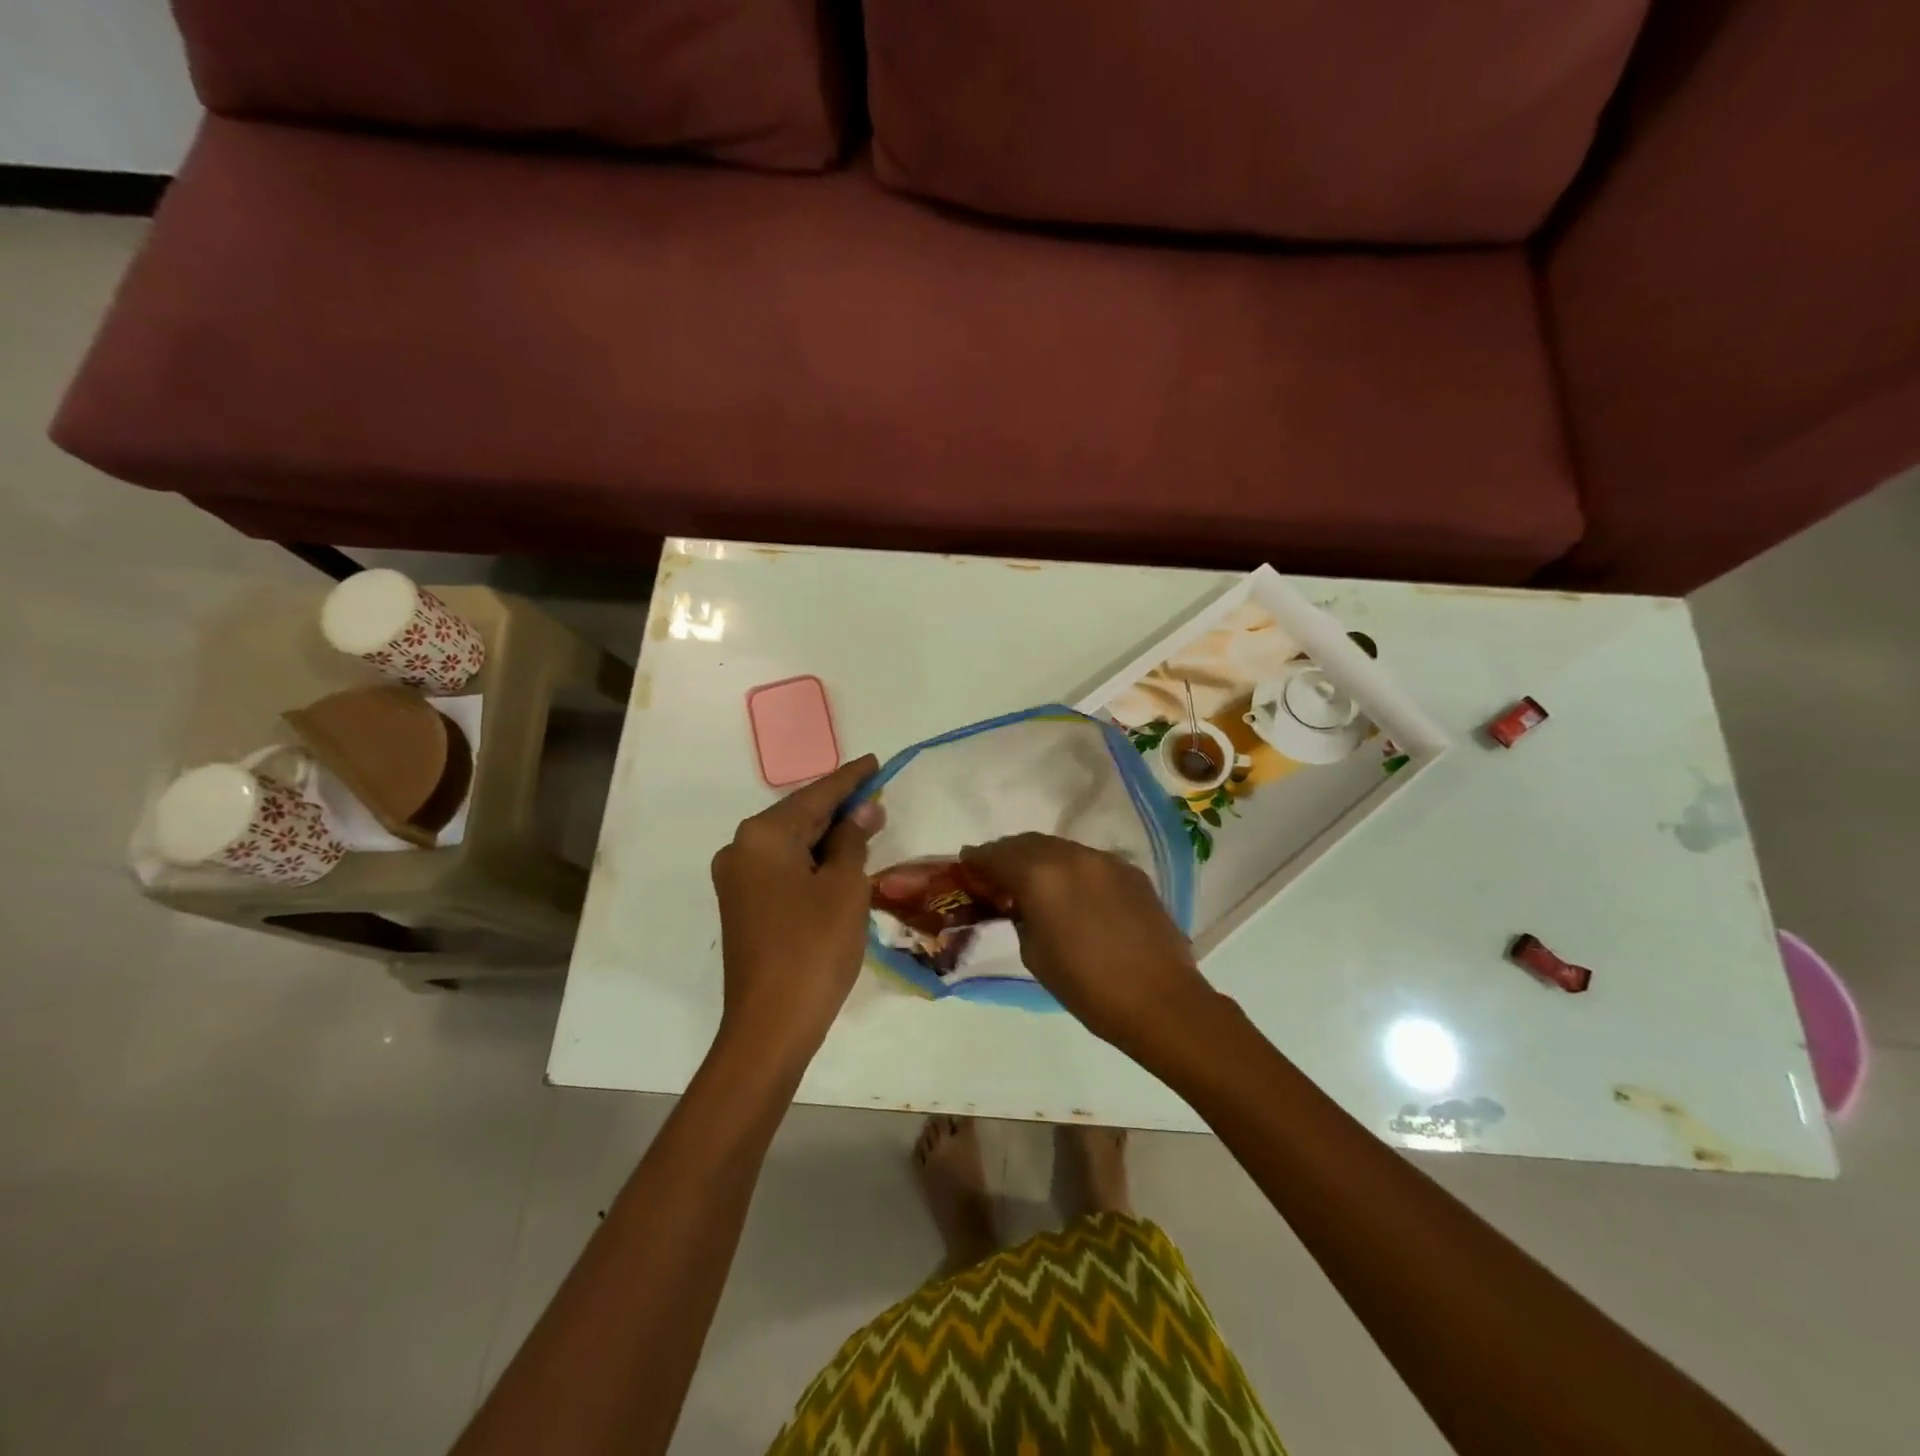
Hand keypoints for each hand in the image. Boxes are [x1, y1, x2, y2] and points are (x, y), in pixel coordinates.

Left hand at [711, 755, 881, 1070]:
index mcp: (763, 835)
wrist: (771, 1024)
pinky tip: (840, 861)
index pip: (816, 795)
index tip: (875, 762)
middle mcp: (741, 848)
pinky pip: (783, 868)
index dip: (850, 779)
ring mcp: (738, 879)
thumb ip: (853, 839)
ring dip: (828, 837)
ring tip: (867, 826)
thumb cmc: (814, 947)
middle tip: (878, 797)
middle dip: (840, 808)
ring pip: (792, 844)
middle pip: (800, 816)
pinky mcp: (744, 905)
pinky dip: (813, 861)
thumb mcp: (845, 886)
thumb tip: (862, 810)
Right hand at [960, 834, 1217, 1050]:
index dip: (978, 859)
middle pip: (1029, 842)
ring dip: (1040, 858)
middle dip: (1008, 853)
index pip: (998, 855)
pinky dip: (1071, 868)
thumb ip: (1021, 916)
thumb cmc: (1086, 986)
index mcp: (1041, 876)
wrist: (1159, 1000)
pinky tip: (1072, 891)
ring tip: (1033, 880)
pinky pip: (1089, 860)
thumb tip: (1020, 902)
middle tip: (996, 873)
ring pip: (1061, 847)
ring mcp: (1105, 860)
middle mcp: (1072, 856)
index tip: (967, 864)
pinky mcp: (1131, 871)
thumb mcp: (1034, 953)